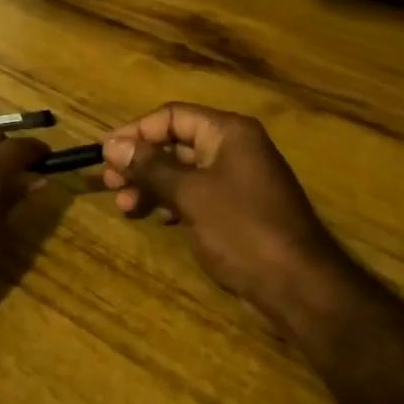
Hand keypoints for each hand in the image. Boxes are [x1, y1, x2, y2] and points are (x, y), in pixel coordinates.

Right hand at [102, 103, 349, 329]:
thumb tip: (112, 145)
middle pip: (176, 143)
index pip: (172, 116)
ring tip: (125, 206)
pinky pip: (197, 193)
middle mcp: (234, 148)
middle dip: (141, 162)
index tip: (104, 152)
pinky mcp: (239, 208)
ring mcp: (238, 179)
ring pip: (183, 171)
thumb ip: (150, 167)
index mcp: (228, 132)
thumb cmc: (242, 229)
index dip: (136, 131)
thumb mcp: (190, 194)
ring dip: (152, 184)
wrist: (299, 287)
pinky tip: (154, 217)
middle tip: (108, 182)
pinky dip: (172, 201)